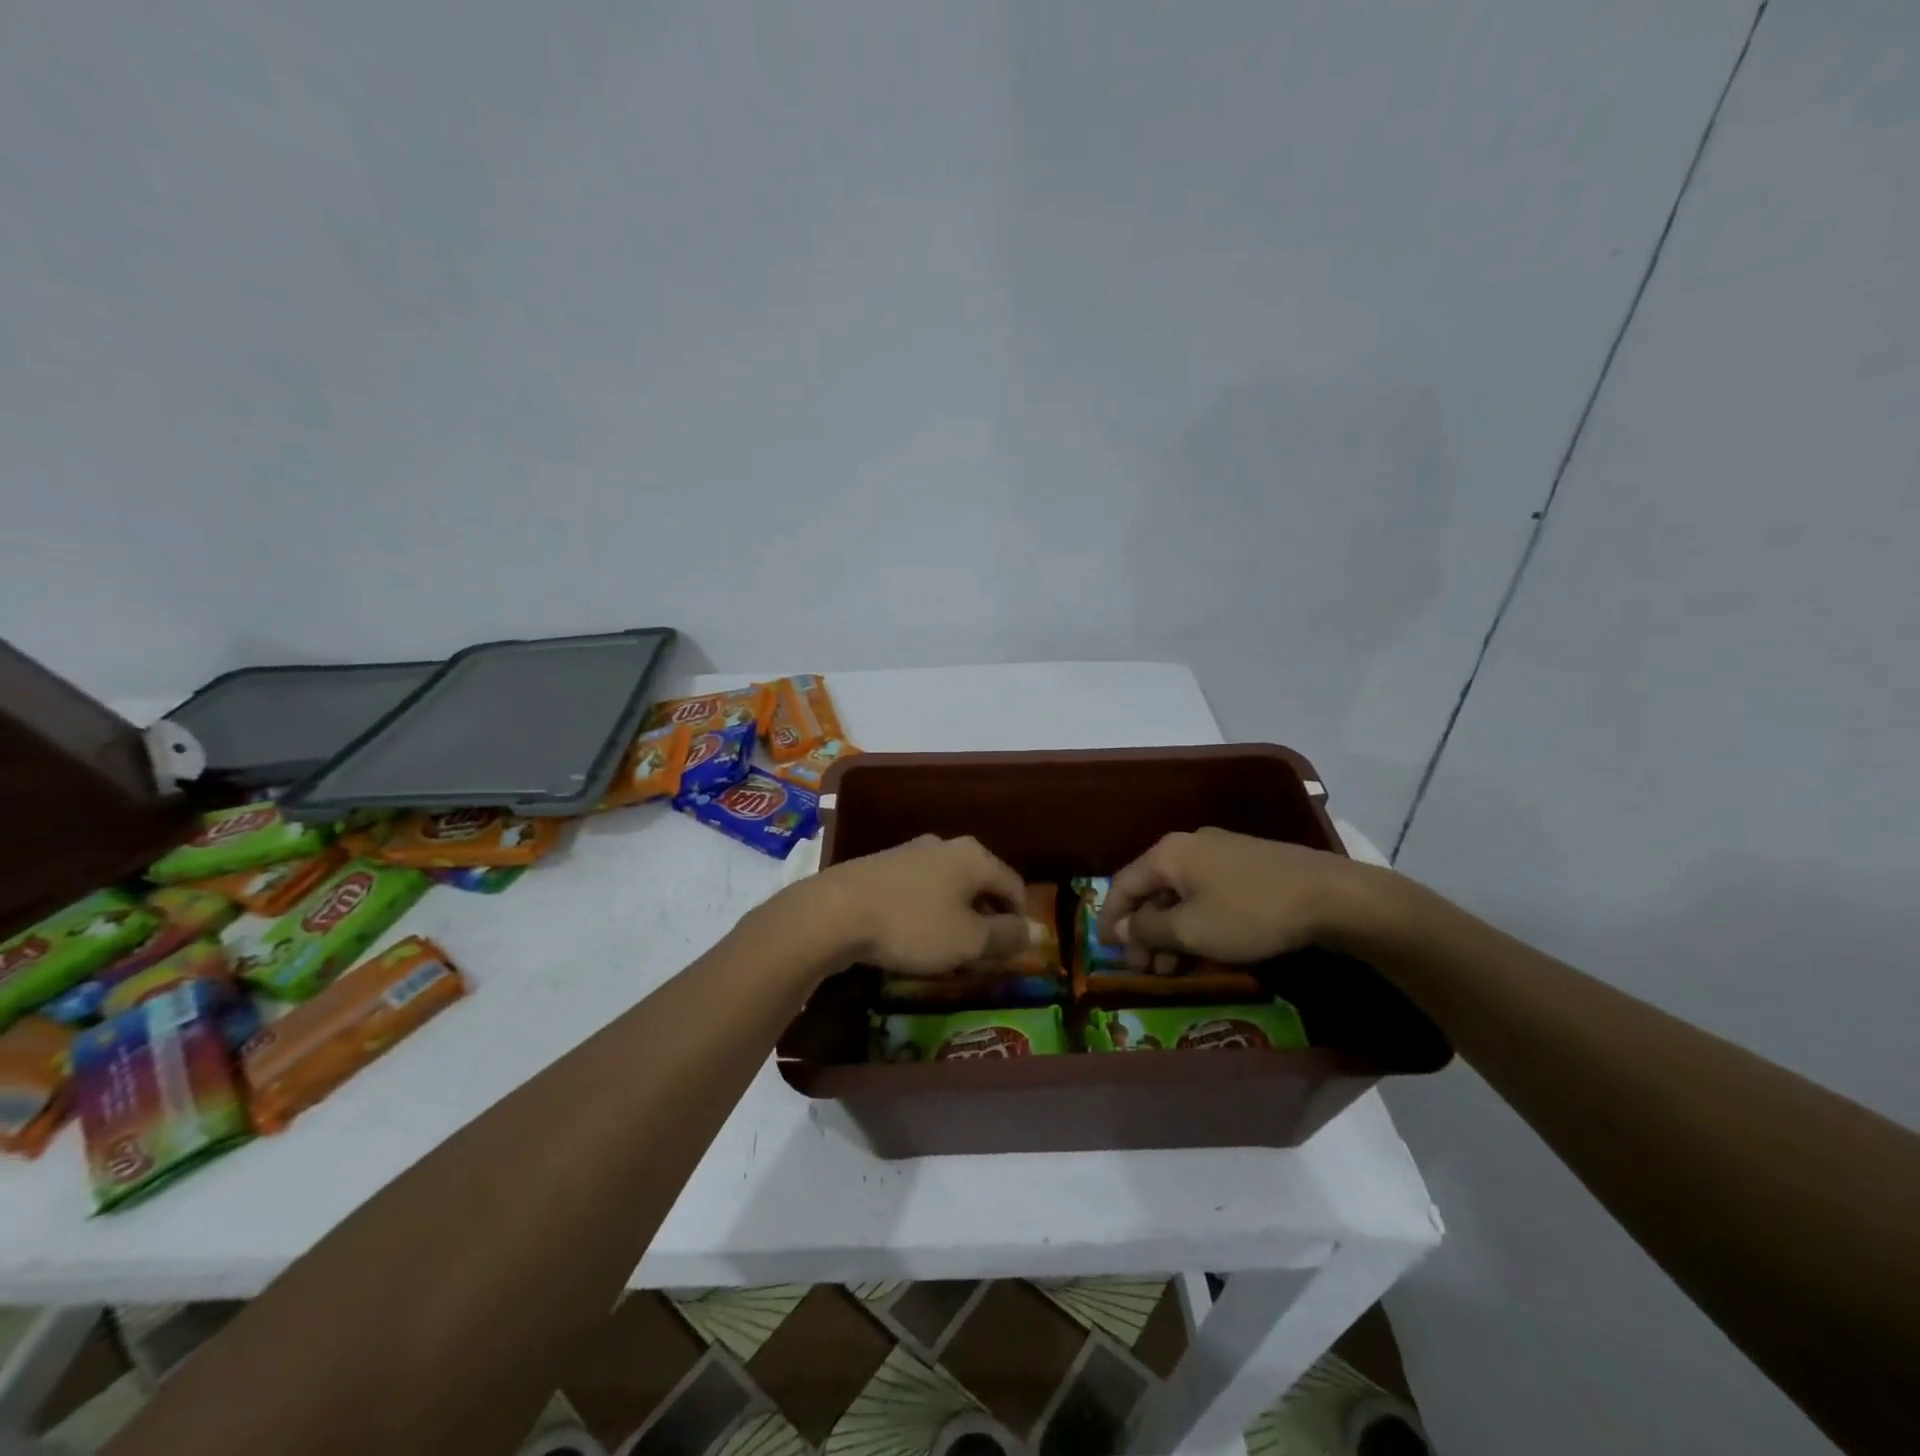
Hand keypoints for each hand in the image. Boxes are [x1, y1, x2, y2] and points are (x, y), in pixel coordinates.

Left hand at [799, 835, 1034, 975]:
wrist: (835, 911)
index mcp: (974, 856)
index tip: (1014, 951)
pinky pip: (919, 889)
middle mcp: (946, 845)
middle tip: (983, 952)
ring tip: (948, 947)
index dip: (1021, 919)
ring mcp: (911, 852)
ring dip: (955, 914)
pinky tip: (913, 933)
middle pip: (981, 882)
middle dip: (987, 916)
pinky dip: (926, 910)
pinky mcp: (882, 865)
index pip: (1014, 885)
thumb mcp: (968, 940)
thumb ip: (1006, 936)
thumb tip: (1040, 931)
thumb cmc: (913, 925)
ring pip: (949, 885)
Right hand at [1097, 828, 1380, 963]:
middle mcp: (1189, 845)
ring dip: (1170, 930)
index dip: (1110, 919)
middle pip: (1152, 889)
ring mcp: (1221, 852)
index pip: (1122, 884)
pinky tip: (1205, 946)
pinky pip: (1206, 892)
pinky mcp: (1248, 864)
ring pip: (1181, 893)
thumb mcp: (1191, 930)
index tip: (1105, 951)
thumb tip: (1119, 930)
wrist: (1331, 896)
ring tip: (1173, 967)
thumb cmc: (1249, 913)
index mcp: (1168, 853)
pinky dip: (1195, 919)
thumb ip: (1148, 930)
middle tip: (1144, 969)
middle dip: (1143, 931)